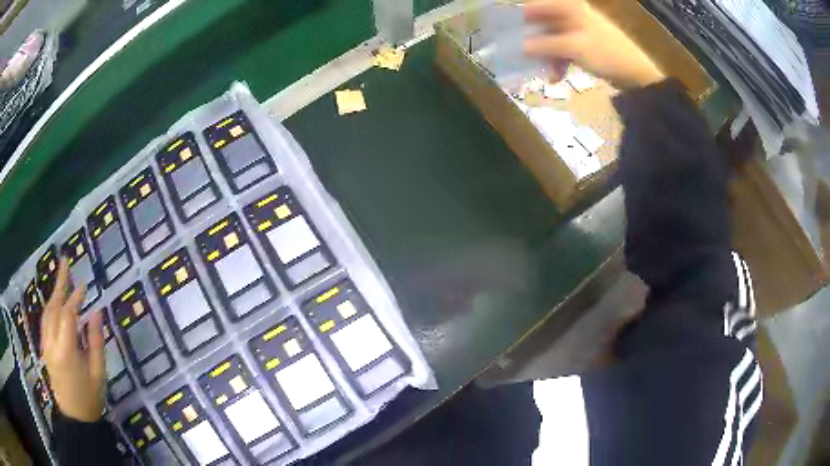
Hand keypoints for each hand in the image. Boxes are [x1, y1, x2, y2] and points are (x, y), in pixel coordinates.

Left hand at [41, 258, 105, 421]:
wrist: (76, 419)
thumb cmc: (90, 398)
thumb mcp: (98, 374)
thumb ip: (96, 341)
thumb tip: (97, 311)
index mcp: (66, 350)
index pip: (68, 314)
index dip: (76, 297)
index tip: (84, 286)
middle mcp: (52, 343)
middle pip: (53, 306)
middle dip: (60, 283)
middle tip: (65, 261)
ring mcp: (46, 345)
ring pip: (47, 312)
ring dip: (54, 293)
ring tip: (61, 278)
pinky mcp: (44, 349)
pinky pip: (45, 321)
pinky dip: (49, 307)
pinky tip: (54, 302)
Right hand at [524, 0, 663, 89]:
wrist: (637, 74)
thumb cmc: (607, 53)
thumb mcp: (573, 48)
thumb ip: (542, 45)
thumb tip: (515, 47)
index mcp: (567, 6)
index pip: (533, 5)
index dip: (515, 16)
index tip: (500, 30)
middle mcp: (569, 13)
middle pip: (539, 23)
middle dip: (529, 41)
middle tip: (516, 55)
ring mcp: (576, 29)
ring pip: (549, 38)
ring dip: (544, 55)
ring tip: (544, 73)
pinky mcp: (581, 44)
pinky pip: (560, 49)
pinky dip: (557, 61)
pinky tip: (556, 76)